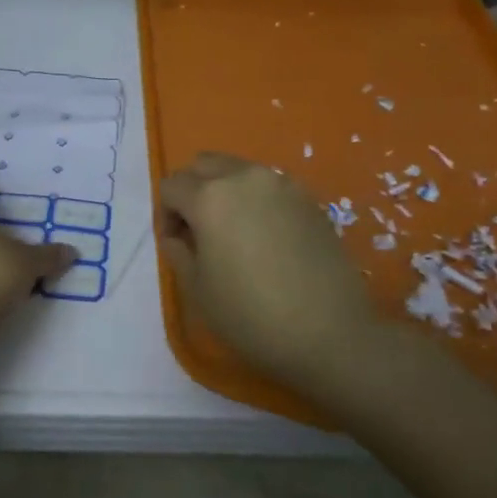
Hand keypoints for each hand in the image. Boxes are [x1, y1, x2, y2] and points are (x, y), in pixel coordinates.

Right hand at [159, 152, 381, 385]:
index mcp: (210, 197)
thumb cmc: (252, 316)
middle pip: (204, 165)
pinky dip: (256, 200)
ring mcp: (281, 183)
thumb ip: (177, 252)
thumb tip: (178, 234)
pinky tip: (266, 238)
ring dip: (225, 190)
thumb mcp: (198, 290)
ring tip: (233, 233)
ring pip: (238, 170)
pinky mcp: (308, 198)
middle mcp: (244, 177)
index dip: (165, 214)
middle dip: (192, 190)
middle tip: (198, 230)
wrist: (330, 333)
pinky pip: (269, 186)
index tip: (176, 245)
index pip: (171, 186)